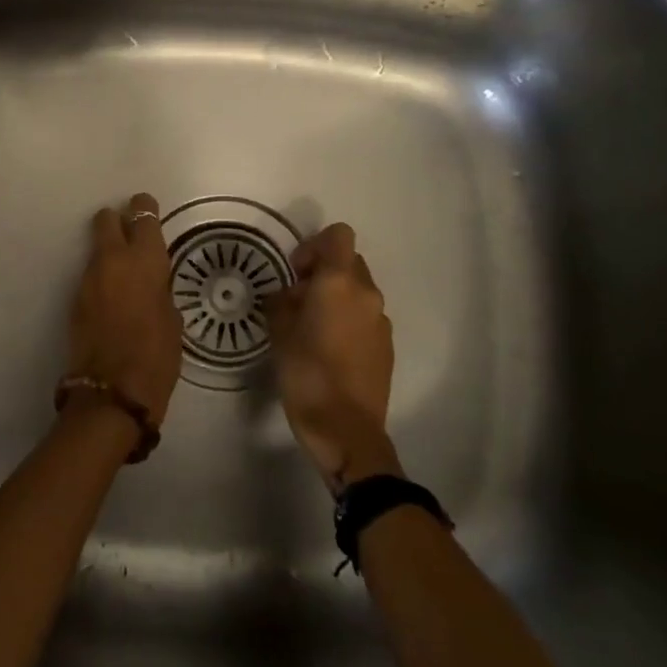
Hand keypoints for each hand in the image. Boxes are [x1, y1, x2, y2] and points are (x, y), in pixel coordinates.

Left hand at [67, 193, 183, 431]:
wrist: (112, 393)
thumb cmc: (157, 357)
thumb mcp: (172, 320)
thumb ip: (160, 291)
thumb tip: (152, 285)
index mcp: (145, 260)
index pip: (143, 215)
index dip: (145, 209)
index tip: (147, 210)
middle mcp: (113, 260)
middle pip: (106, 220)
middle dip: (117, 221)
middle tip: (130, 236)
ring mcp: (88, 279)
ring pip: (97, 249)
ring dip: (108, 254)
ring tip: (124, 277)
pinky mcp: (74, 299)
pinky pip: (90, 276)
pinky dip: (101, 280)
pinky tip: (112, 301)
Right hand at [266, 223, 399, 492]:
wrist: (346, 430)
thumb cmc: (306, 374)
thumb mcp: (279, 333)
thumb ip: (281, 302)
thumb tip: (286, 295)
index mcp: (339, 283)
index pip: (338, 236)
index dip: (314, 246)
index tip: (295, 273)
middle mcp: (366, 294)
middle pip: (348, 262)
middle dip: (322, 273)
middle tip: (298, 301)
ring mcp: (381, 320)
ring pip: (357, 291)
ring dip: (335, 298)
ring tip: (311, 329)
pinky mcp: (386, 345)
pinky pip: (365, 316)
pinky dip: (348, 320)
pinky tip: (329, 350)